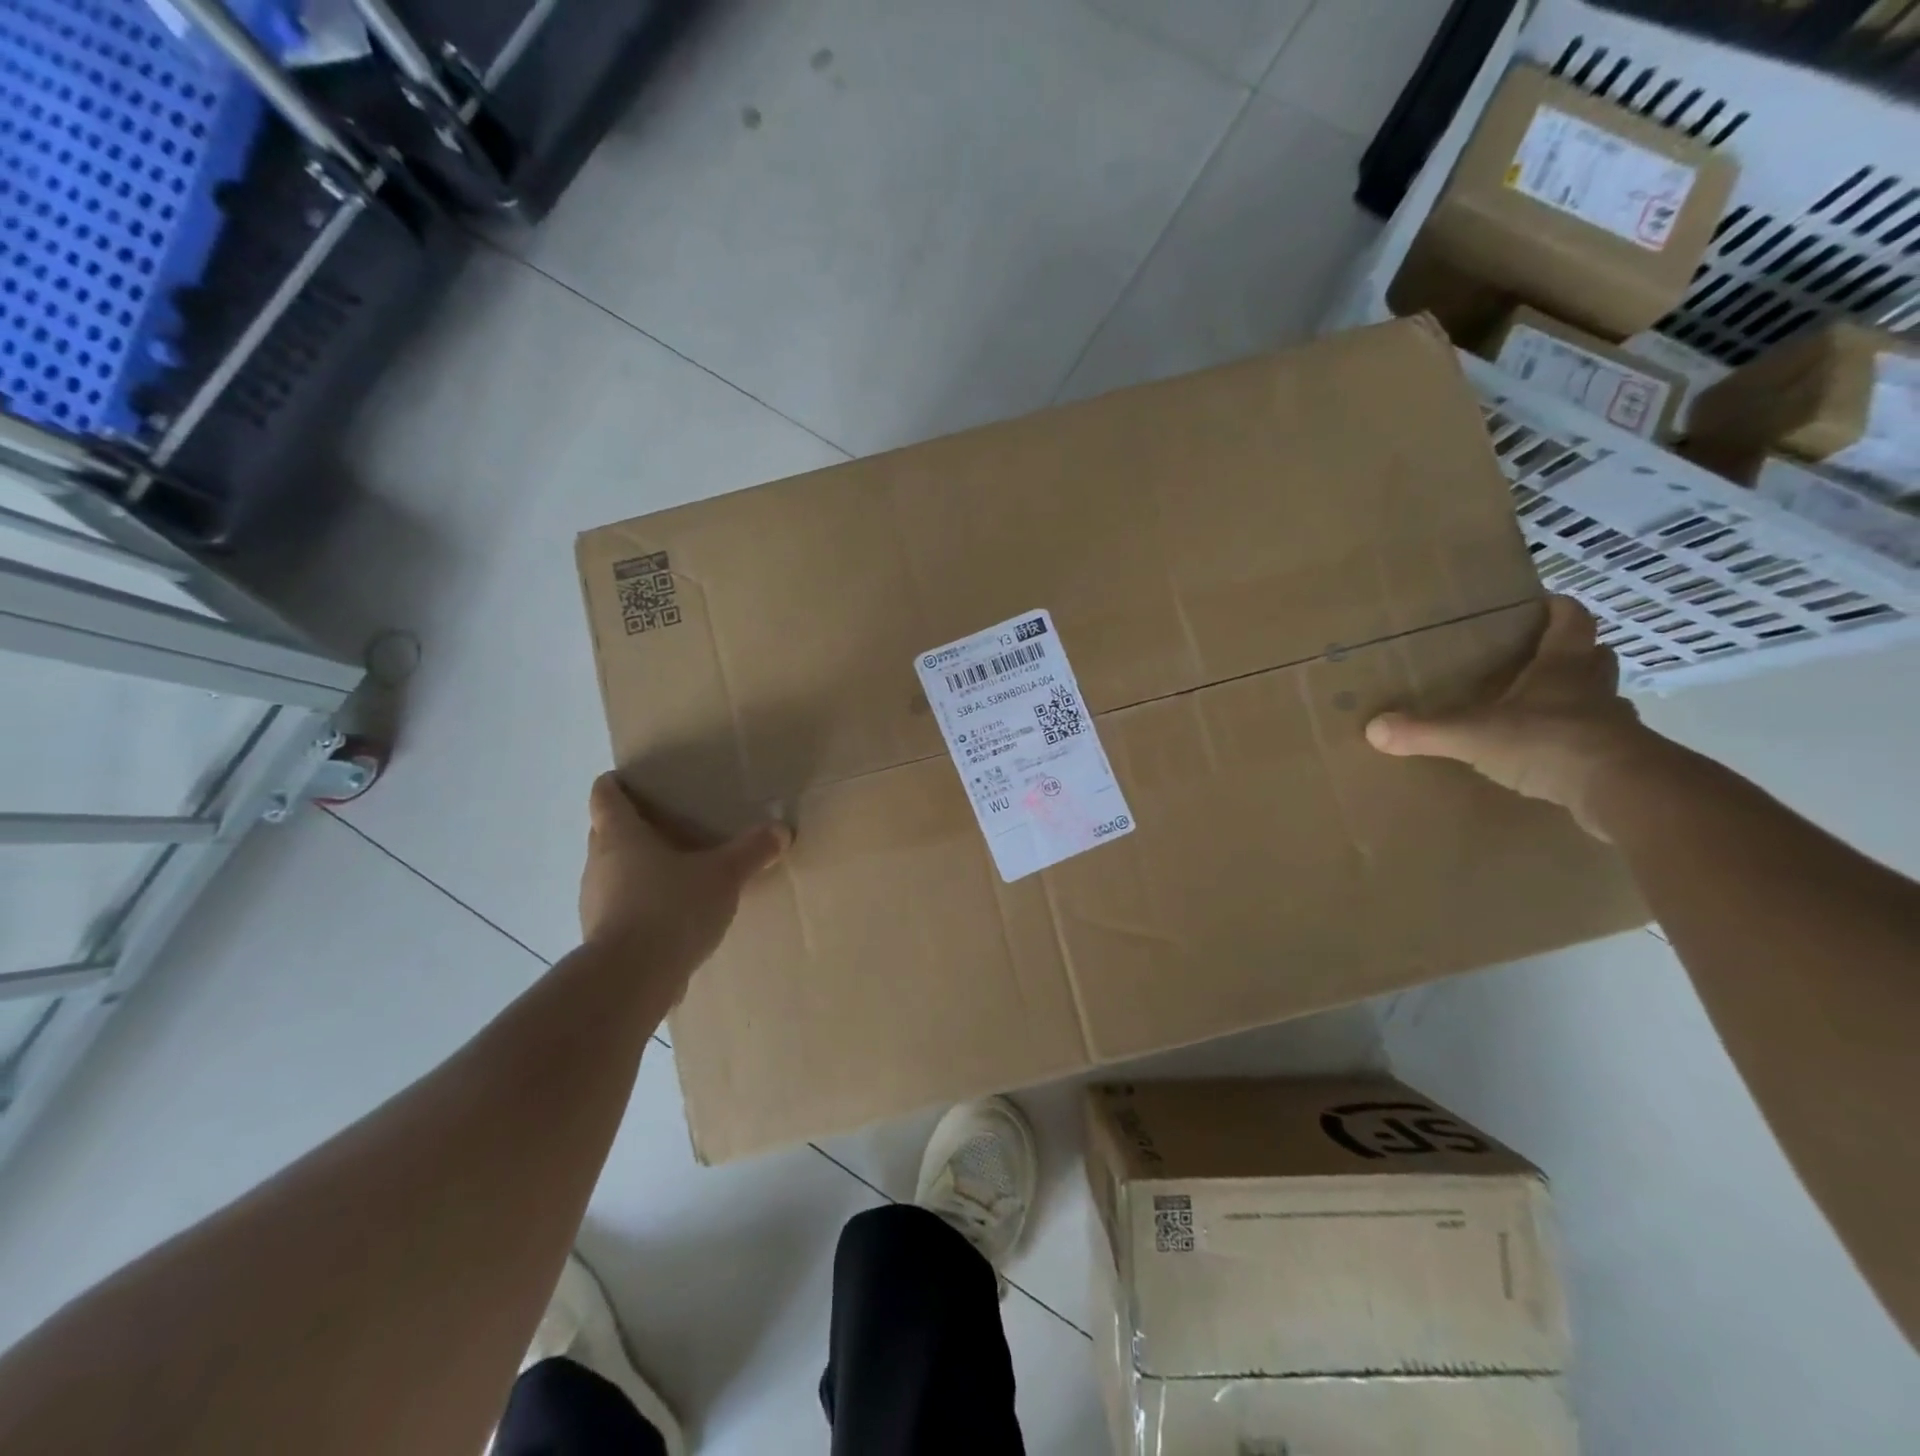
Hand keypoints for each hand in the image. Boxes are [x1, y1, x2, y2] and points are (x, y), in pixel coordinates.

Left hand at [579, 773, 790, 984]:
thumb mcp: (723, 875)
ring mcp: (594, 904)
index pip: (605, 797)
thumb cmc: (671, 907)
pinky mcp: (601, 940)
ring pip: (612, 874)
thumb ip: (751, 851)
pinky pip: (620, 909)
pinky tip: (671, 917)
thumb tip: (781, 830)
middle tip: (666, 824)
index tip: (629, 780)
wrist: (632, 979)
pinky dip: (640, 905)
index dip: (615, 785)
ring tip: (674, 872)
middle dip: (630, 827)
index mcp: (620, 836)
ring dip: (635, 869)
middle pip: (605, 834)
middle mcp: (598, 865)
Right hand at [1365, 595, 1663, 838]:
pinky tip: (1551, 755)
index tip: (1541, 603)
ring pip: (1599, 698)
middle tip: (1538, 658)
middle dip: (1572, 653)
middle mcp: (1593, 687)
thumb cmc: (1548, 743)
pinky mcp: (1620, 759)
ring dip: (1578, 699)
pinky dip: (1578, 741)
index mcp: (1563, 667)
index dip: (1558, 609)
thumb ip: (1424, 731)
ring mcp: (1613, 724)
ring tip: (1540, 708)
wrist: (1622, 791)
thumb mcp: (1473, 736)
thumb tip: (1372, 728)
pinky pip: (1598, 741)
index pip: (1571, 620)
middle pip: (1593, 656)